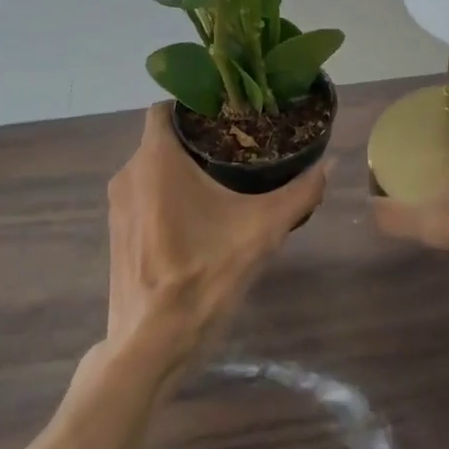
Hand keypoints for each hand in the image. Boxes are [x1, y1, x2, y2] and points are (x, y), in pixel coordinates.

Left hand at [104, 103, 329, 368]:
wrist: (152, 344)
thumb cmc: (204, 276)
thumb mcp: (262, 231)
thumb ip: (299, 193)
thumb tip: (330, 163)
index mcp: (156, 160)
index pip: (168, 107)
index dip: (197, 103)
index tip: (231, 113)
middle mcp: (129, 173)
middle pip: (164, 137)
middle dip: (199, 137)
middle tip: (241, 144)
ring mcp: (118, 205)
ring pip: (154, 167)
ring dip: (185, 167)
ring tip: (227, 176)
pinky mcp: (118, 232)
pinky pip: (145, 194)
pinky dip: (169, 192)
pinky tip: (202, 214)